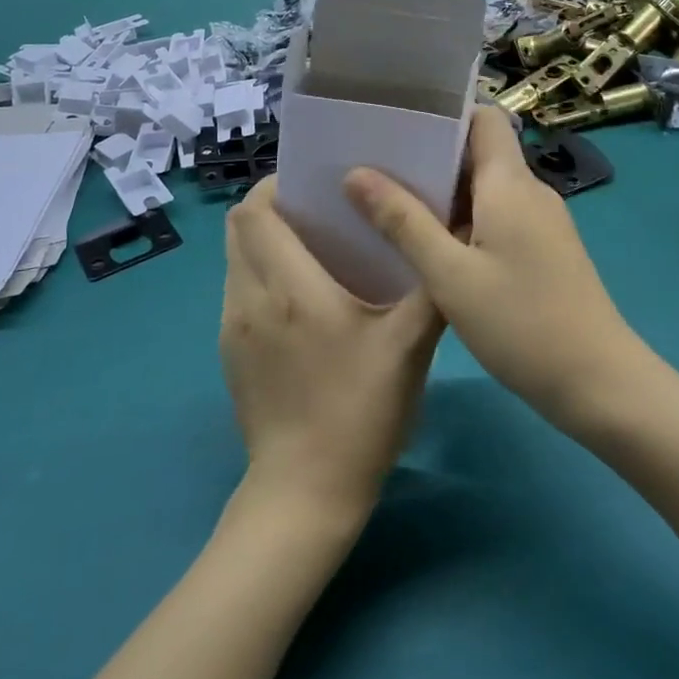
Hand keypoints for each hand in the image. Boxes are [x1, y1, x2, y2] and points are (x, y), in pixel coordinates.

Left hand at [221, 178, 443, 517]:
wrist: (305, 494)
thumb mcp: (410, 348)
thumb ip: (431, 288)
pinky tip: (299, 299)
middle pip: (239, 228)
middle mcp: (249, 298)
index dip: (277, 186)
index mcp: (290, 288)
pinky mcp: (228, 353)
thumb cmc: (360, 413)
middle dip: (272, 209)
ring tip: (311, 250)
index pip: (255, 212)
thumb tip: (450, 235)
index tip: (315, 185)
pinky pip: (237, 291)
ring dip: (264, 242)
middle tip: (318, 212)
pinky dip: (260, 275)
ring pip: (235, 259)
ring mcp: (231, 327)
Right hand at [343, 107, 645, 429]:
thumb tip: (356, 174)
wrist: (599, 383)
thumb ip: (403, 222)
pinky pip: (499, 219)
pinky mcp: (545, 252)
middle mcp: (531, 192)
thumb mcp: (449, 275)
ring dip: (444, 196)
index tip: (399, 128)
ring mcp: (542, 224)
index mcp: (510, 184)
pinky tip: (432, 250)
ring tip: (392, 208)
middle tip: (377, 171)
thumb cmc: (521, 323)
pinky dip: (465, 223)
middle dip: (431, 159)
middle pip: (480, 154)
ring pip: (487, 191)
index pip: (484, 119)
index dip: (445, 116)